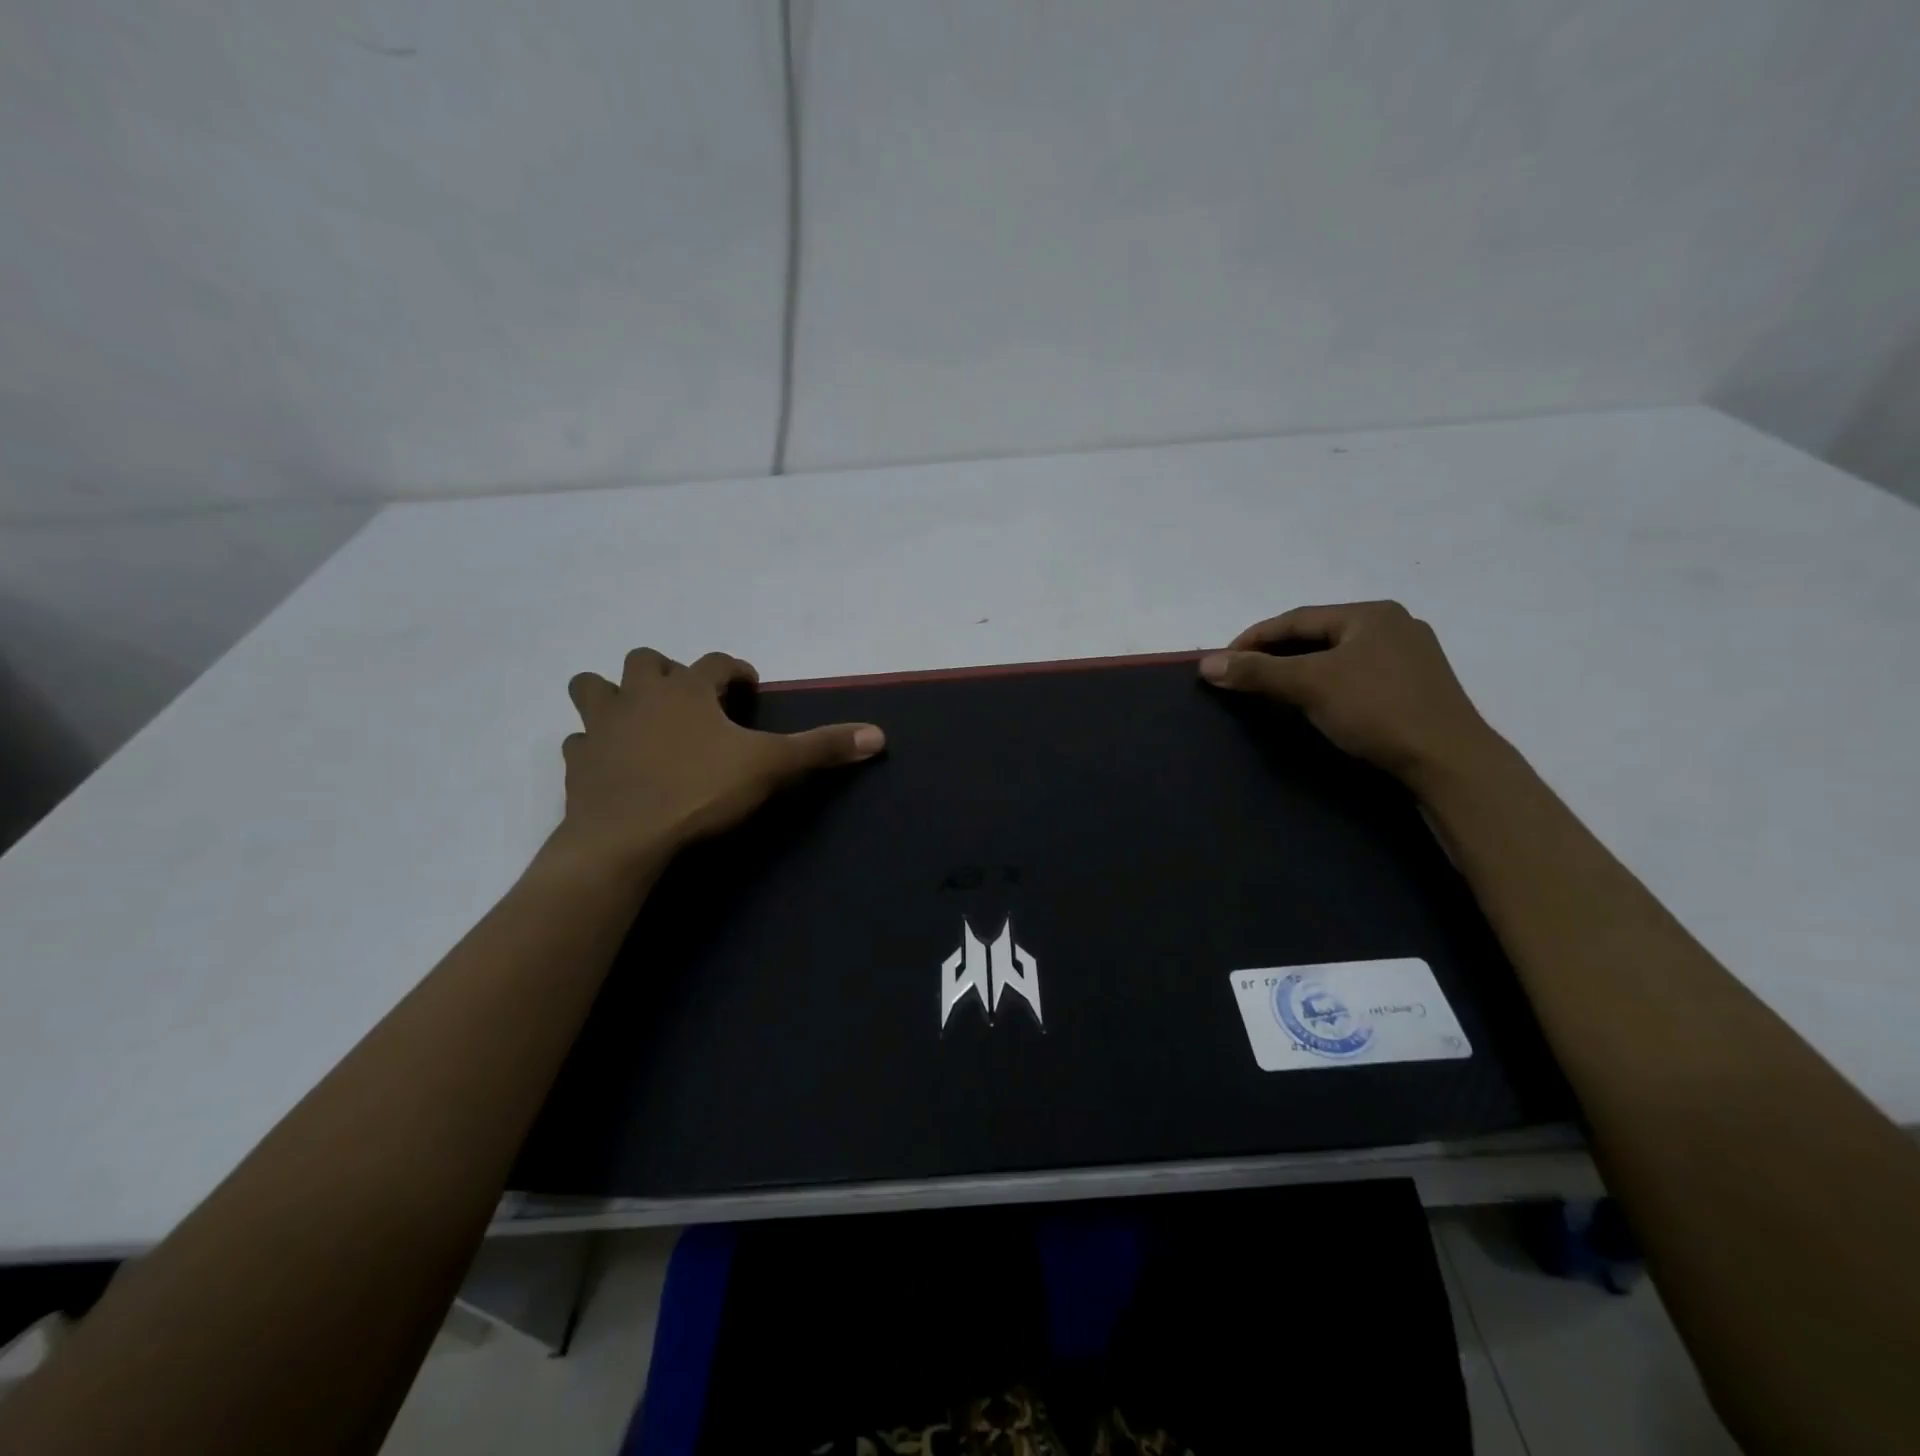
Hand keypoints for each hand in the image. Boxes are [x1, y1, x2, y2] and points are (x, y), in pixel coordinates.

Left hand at [553, 648, 884, 870]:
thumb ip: (821, 748)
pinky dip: (593, 745)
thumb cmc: (700, 791)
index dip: (736, 669)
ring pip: (593, 688)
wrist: (625, 839)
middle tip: (689, 699)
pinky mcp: (577, 764)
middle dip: (667, 671)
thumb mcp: (770, 767)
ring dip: (612, 694)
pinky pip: (579, 742)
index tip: (748, 686)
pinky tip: (609, 761)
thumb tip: (878, 735)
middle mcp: (639, 696)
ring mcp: (601, 728)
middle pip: (644, 661)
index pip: (716, 661)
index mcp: (686, 689)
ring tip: (637, 717)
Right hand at [1200, 602, 1501, 788]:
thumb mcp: (1309, 685)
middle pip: (1317, 635)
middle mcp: (1393, 626)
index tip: (1223, 661)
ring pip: (1337, 657)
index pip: (1297, 618)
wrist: (1448, 761)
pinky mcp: (1416, 689)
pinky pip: (1356, 676)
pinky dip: (1326, 685)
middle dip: (1276, 654)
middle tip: (1243, 675)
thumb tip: (1207, 664)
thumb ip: (1257, 672)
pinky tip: (1314, 703)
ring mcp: (1409, 658)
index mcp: (1371, 614)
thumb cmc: (1376, 709)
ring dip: (1300, 670)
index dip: (1254, 638)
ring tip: (1271, 689)